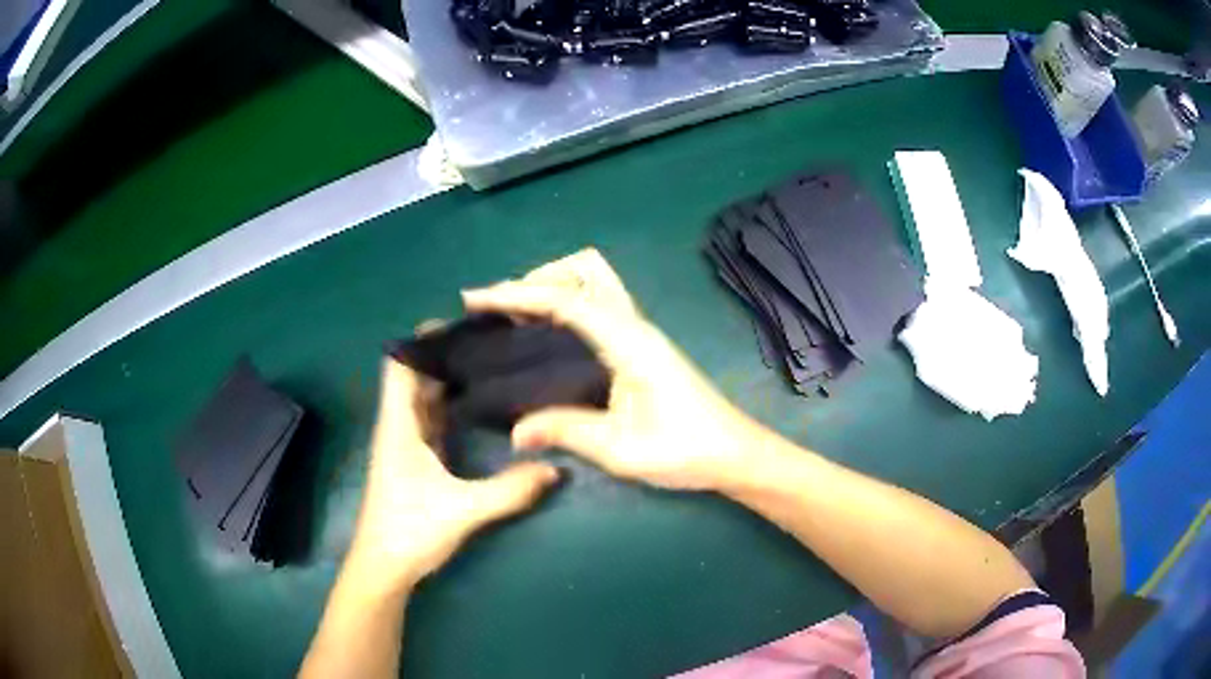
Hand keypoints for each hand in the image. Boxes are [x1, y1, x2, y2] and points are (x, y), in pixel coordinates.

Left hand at [346, 359, 560, 594]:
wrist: (383, 568)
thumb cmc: (410, 531)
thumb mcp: (463, 511)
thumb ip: (509, 491)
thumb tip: (556, 469)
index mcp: (399, 426)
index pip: (399, 365)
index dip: (422, 340)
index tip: (461, 323)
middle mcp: (399, 427)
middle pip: (415, 376)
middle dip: (445, 355)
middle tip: (489, 340)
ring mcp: (405, 444)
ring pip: (424, 398)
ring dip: (449, 379)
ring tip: (489, 362)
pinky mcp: (415, 461)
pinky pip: (432, 419)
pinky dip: (450, 405)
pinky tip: (479, 403)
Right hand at [462, 248, 763, 490]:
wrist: (733, 454)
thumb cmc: (684, 451)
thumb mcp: (620, 450)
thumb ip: (565, 432)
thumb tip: (514, 431)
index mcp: (629, 341)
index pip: (566, 299)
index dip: (517, 294)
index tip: (476, 299)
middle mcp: (635, 324)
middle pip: (585, 269)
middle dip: (539, 277)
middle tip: (501, 310)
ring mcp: (640, 331)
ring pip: (594, 281)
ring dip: (554, 285)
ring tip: (515, 317)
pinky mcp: (641, 344)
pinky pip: (598, 304)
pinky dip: (567, 303)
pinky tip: (547, 333)